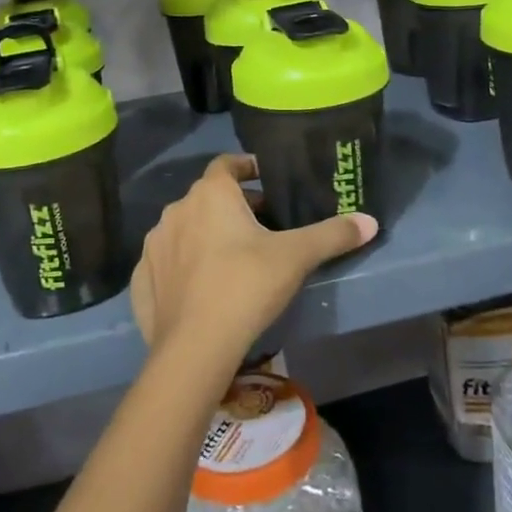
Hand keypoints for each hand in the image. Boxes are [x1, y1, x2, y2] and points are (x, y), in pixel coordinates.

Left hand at [132, 154, 376, 368]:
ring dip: (205, 235)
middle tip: (261, 225)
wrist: (195, 346)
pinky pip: (166, 262)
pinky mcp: (141, 278)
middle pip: (207, 198)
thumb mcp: (296, 257)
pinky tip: (200, 287)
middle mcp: (176, 210)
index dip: (247, 167)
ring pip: (185, 229)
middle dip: (232, 206)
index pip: (227, 164)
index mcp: (210, 194)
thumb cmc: (246, 285)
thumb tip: (370, 221)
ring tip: (232, 257)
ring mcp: (154, 245)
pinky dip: (182, 266)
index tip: (265, 178)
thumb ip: (332, 234)